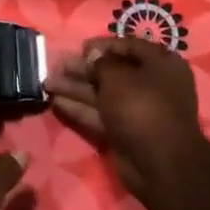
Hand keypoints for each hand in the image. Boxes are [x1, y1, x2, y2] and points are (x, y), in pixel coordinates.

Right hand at [46, 38, 209, 200]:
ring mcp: (138, 110)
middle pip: (113, 71)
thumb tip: (93, 55)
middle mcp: (152, 85)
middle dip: (84, 68)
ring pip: (103, 93)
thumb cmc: (142, 107)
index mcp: (161, 64)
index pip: (130, 46)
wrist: (160, 164)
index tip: (80, 48)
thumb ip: (101, 63)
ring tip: (47, 82)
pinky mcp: (125, 131)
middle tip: (58, 65)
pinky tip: (56, 101)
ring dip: (76, 87)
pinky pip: (101, 114)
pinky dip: (80, 108)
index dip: (104, 45)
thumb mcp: (118, 77)